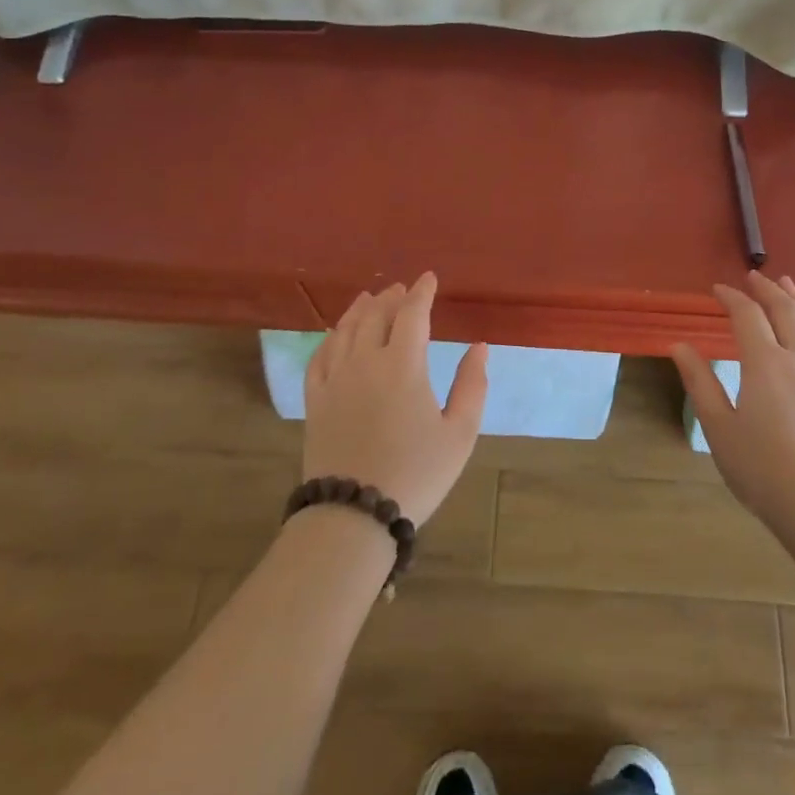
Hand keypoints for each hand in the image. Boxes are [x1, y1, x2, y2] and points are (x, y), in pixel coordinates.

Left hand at [302, 272, 487, 523]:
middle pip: (376, 315)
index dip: (422, 292)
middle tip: (401, 289)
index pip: (412, 314)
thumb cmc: (416, 474)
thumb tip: (479, 346)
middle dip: (391, 297)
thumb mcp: (459, 433)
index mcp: (403, 364)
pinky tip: (335, 335)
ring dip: (360, 309)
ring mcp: (335, 379)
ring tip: (369, 298)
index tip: (429, 278)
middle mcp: (366, 361)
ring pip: (345, 330)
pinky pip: (319, 356)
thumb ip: (472, 385)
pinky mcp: (315, 401)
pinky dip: (330, 338)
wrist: (354, 515)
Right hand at [671, 270, 794, 532]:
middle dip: (767, 289)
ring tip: (786, 284)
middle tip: (753, 275)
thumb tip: (680, 346)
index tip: (717, 289)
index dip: (732, 297)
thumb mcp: (719, 428)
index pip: (748, 315)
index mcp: (765, 364)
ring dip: (794, 300)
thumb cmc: (763, 470)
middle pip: (785, 311)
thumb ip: (700, 383)